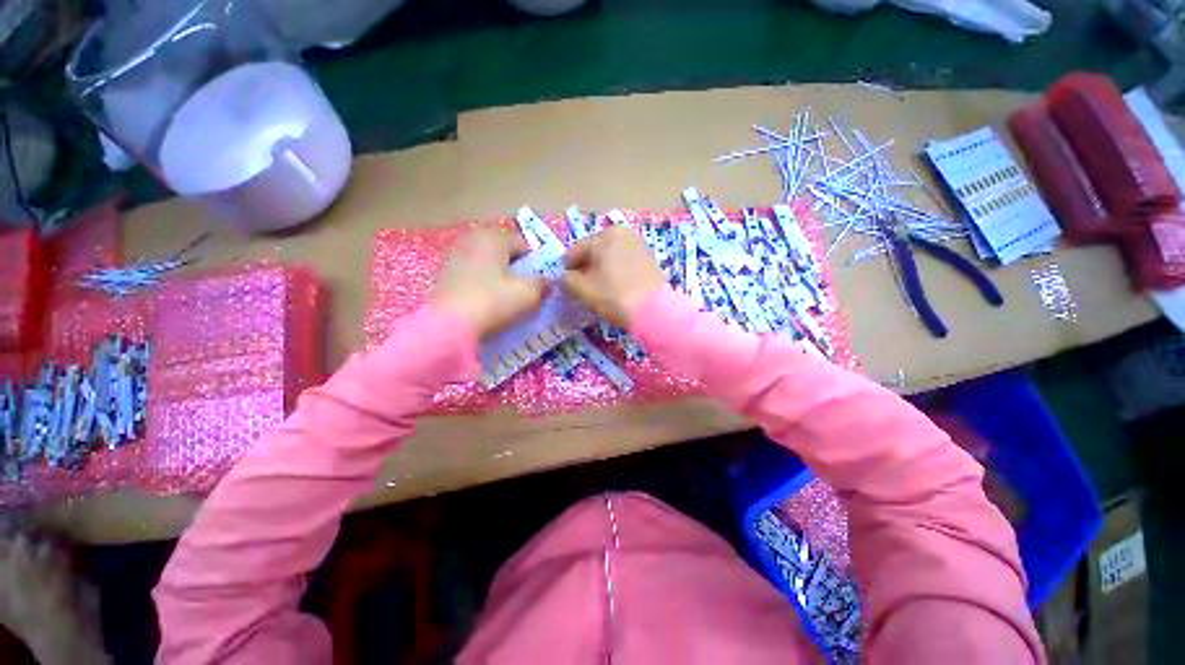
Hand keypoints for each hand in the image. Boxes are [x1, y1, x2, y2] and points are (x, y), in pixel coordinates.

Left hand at [430, 229, 547, 338]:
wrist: (447, 326)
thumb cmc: (493, 302)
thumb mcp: (528, 293)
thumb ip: (543, 284)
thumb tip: (547, 282)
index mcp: (494, 236)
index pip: (524, 244)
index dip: (536, 264)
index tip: (539, 284)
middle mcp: (472, 239)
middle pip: (505, 253)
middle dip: (517, 270)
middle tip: (525, 292)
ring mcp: (455, 256)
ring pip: (489, 265)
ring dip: (500, 279)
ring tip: (507, 300)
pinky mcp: (444, 275)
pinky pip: (474, 276)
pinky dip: (483, 286)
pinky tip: (487, 304)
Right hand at [561, 225, 666, 327]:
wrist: (654, 311)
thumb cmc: (614, 296)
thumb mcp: (582, 290)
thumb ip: (566, 280)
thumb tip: (565, 277)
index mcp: (604, 235)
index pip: (575, 251)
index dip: (567, 270)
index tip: (565, 286)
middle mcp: (623, 234)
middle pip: (594, 253)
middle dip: (585, 270)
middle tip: (582, 290)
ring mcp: (638, 245)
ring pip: (610, 259)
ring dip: (601, 272)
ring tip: (599, 292)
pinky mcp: (650, 259)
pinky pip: (624, 264)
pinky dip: (616, 274)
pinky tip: (616, 290)